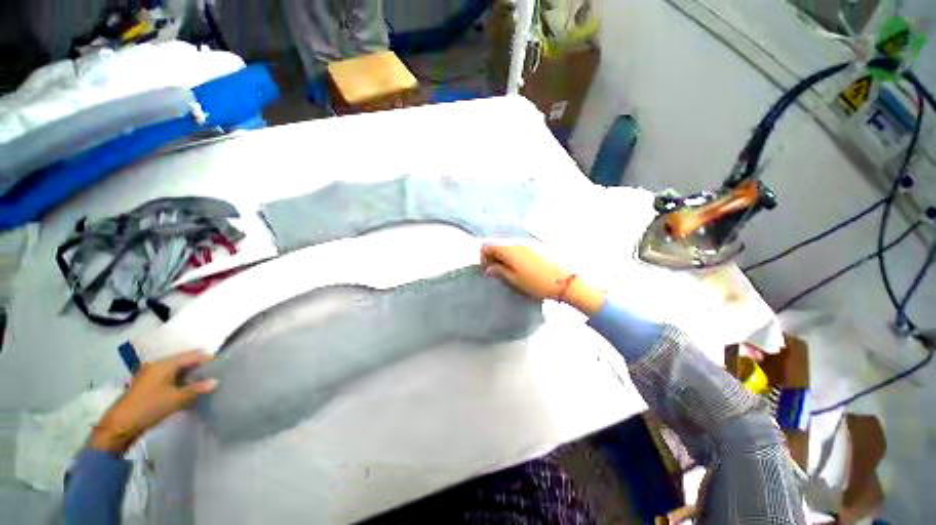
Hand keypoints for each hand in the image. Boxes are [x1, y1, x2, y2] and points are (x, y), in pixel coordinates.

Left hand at [91, 352, 217, 453]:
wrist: (121, 424)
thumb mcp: (177, 399)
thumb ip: (197, 389)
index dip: (207, 358)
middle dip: (198, 365)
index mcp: (164, 364)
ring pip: (175, 369)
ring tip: (204, 379)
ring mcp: (150, 375)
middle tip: (215, 370)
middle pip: (183, 361)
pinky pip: (168, 377)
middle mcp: (157, 365)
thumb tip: (216, 381)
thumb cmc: (150, 407)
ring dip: (189, 373)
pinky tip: (187, 387)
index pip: (191, 356)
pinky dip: (180, 380)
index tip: (222, 362)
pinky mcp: (147, 385)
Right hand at [480, 244, 604, 314]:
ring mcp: (530, 240)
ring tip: (511, 270)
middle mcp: (518, 240)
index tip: (488, 269)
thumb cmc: (538, 282)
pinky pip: (521, 245)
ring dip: (506, 255)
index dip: (483, 257)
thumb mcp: (515, 280)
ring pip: (510, 244)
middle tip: (498, 271)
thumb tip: (488, 268)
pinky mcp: (540, 243)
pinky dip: (517, 253)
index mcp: (509, 249)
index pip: (487, 245)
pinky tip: (524, 265)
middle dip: (494, 256)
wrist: (568, 280)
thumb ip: (500, 271)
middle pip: (498, 243)